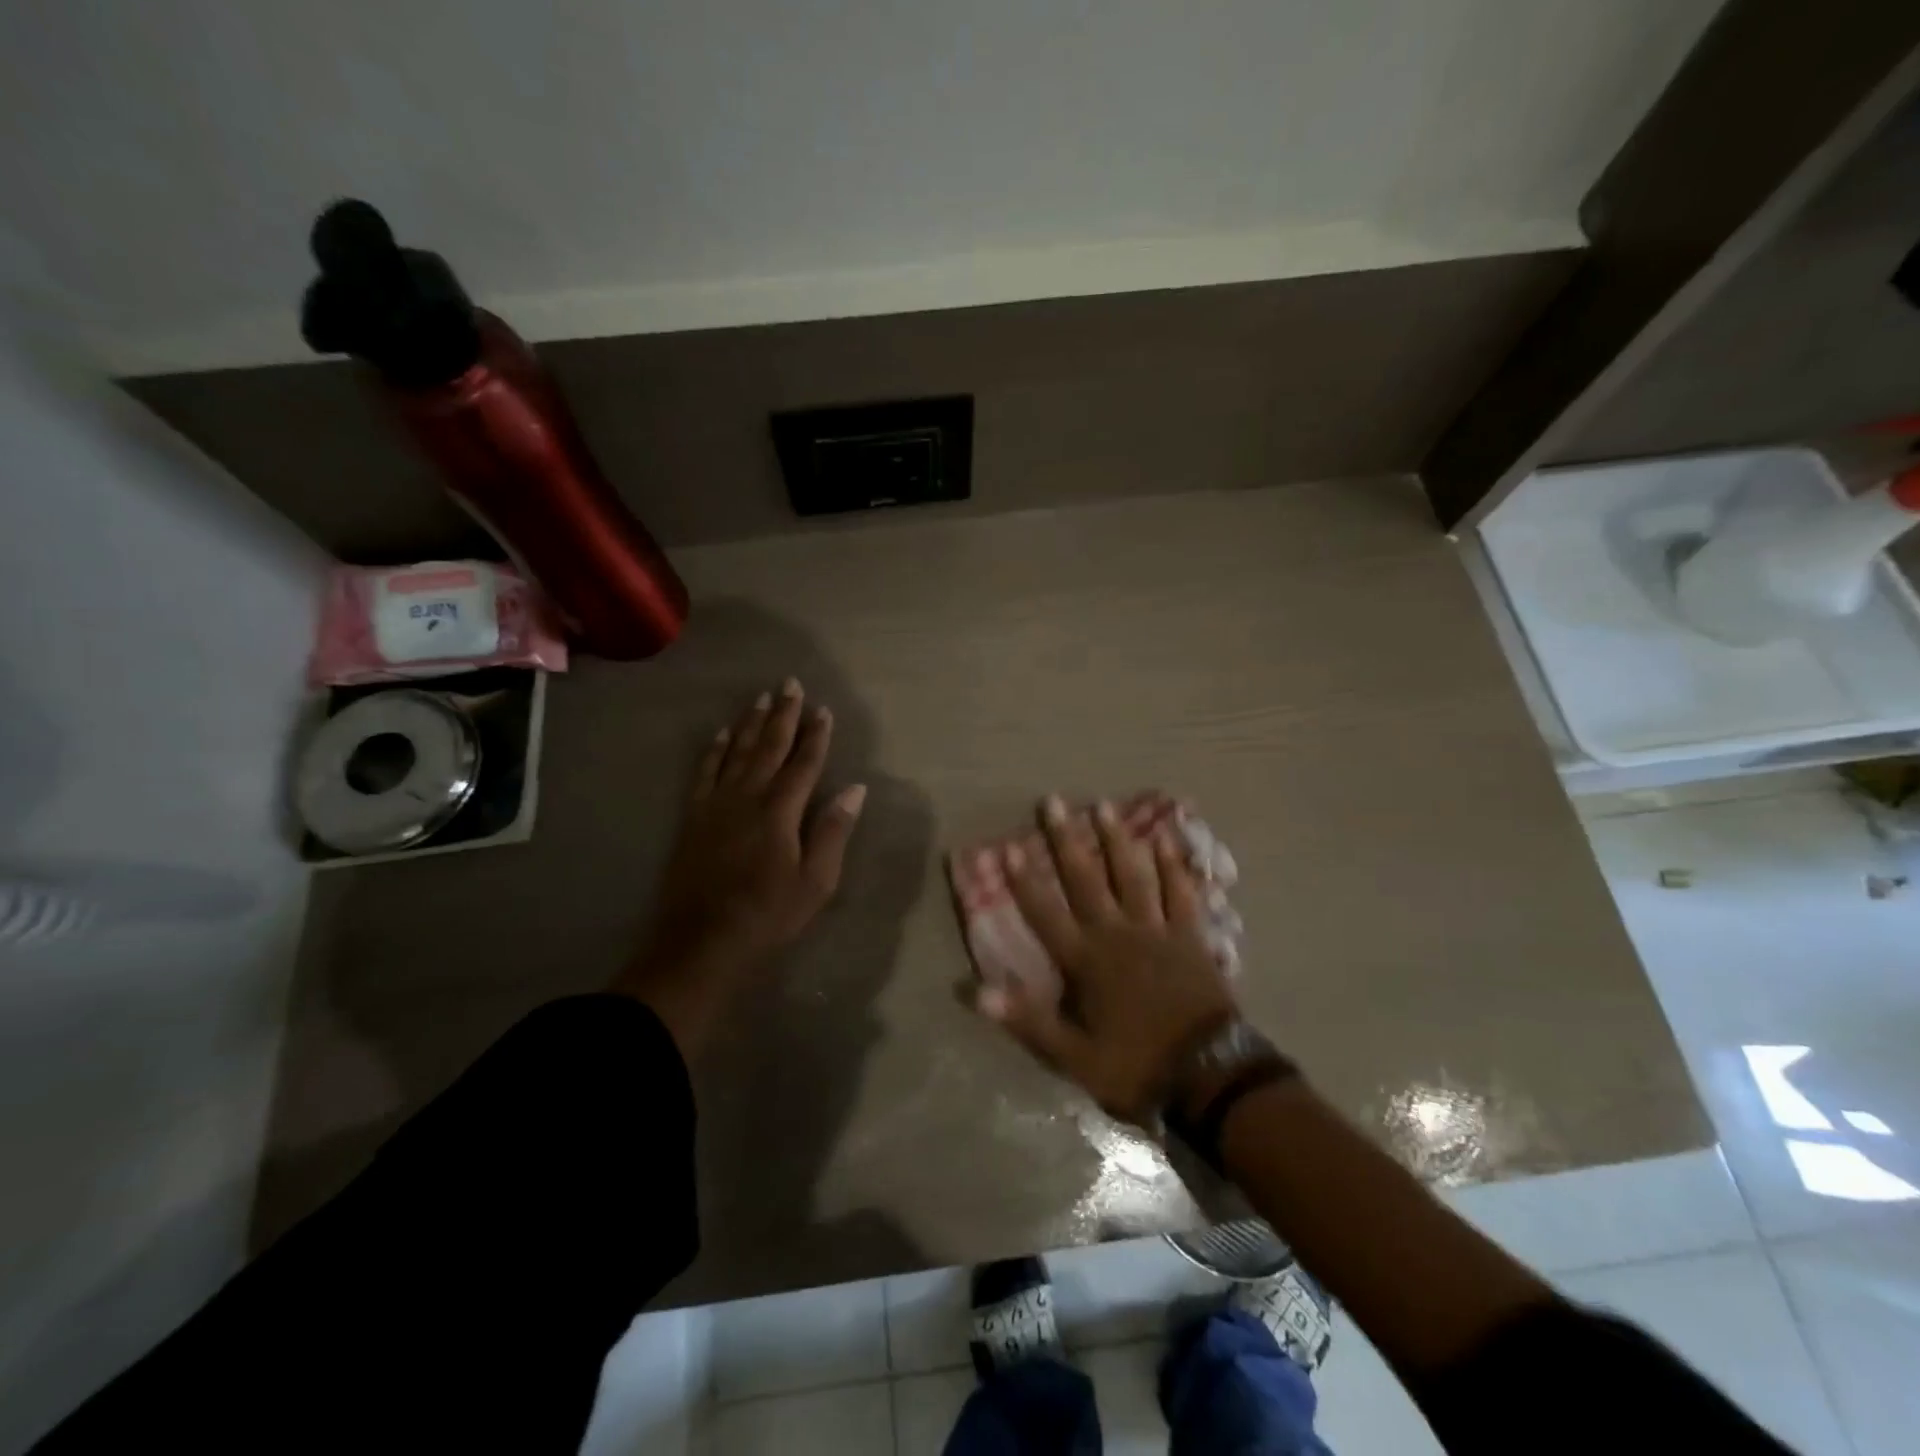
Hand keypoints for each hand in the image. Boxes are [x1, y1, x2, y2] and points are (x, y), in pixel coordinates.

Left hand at [618, 679, 865, 1052]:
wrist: (702, 943)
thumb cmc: (768, 916)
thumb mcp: (815, 881)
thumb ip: (833, 831)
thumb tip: (855, 789)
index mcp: (780, 812)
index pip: (804, 764)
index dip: (816, 736)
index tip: (825, 710)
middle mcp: (747, 797)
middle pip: (768, 747)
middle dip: (783, 715)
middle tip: (790, 684)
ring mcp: (716, 805)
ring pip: (735, 752)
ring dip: (750, 724)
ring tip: (761, 698)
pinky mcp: (693, 817)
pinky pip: (704, 773)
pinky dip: (713, 751)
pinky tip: (719, 734)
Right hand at [977, 795, 1236, 1125]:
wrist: (1208, 1076)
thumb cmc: (1136, 1065)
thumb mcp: (1073, 1056)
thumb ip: (1027, 1019)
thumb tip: (976, 991)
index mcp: (1086, 961)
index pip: (1046, 913)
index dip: (1024, 880)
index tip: (1007, 845)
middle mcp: (1117, 934)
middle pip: (1087, 880)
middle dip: (1066, 840)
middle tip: (1054, 801)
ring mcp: (1156, 930)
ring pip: (1133, 875)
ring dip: (1117, 840)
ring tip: (1104, 805)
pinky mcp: (1190, 935)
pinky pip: (1180, 893)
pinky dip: (1174, 866)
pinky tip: (1166, 840)